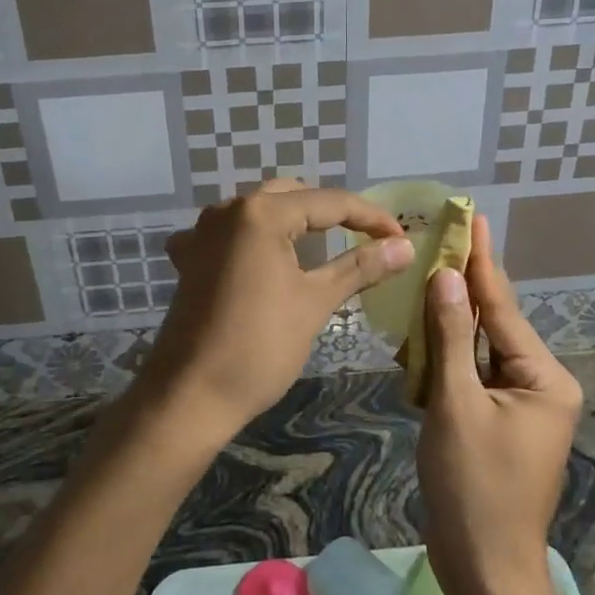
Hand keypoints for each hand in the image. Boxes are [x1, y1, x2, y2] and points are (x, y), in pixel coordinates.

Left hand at [138, 180, 411, 444]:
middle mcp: (228, 209)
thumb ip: (360, 266)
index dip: (370, 217)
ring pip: (261, 212)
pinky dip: (258, 240)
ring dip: (295, 224)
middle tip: (367, 240)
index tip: (402, 238)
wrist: (189, 396)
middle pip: (293, 197)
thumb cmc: (259, 347)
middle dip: (332, 215)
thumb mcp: (315, 302)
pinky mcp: (190, 258)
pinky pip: (232, 234)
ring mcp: (202, 232)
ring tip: (327, 247)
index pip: (329, 202)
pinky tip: (266, 261)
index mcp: (261, 213)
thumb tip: (405, 247)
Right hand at [417, 214, 583, 594]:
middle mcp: (538, 384)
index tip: (470, 218)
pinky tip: (415, 345)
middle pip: (492, 324)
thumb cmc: (473, 487)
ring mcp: (518, 406)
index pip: (503, 306)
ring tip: (417, 285)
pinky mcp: (496, 423)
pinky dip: (444, 361)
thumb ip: (451, 338)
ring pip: (476, 350)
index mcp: (542, 377)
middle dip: (460, 288)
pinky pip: (469, 377)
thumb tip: (447, 278)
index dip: (481, 261)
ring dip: (445, 326)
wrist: (484, 571)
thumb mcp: (456, 405)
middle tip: (436, 242)